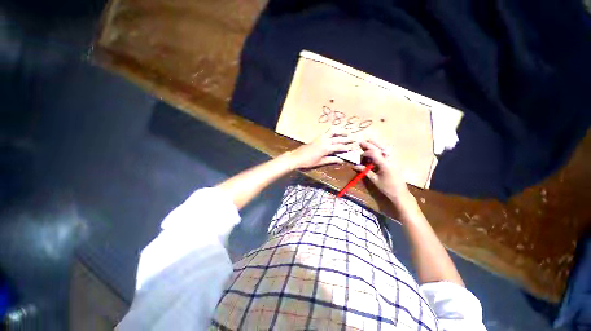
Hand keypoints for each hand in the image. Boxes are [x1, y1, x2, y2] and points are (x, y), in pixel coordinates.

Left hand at [288, 129, 354, 168]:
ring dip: (340, 132)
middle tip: (353, 139)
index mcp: (326, 148)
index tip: (353, 148)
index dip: (346, 148)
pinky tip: (336, 133)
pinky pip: (327, 132)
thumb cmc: (309, 161)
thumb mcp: (321, 162)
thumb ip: (332, 160)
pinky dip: (333, 131)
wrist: (297, 157)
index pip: (339, 147)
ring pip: (332, 132)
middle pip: (337, 138)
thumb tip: (342, 160)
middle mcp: (324, 140)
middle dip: (346, 138)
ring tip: (346, 132)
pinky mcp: (317, 137)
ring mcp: (320, 137)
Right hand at [353, 139, 413, 205]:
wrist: (400, 193)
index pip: (374, 153)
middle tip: (361, 142)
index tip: (360, 157)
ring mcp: (394, 159)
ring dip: (376, 144)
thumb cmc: (387, 188)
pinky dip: (381, 148)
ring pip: (385, 148)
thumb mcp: (374, 180)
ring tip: (369, 141)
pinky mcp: (395, 161)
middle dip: (370, 144)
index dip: (365, 153)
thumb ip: (365, 171)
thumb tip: (355, 166)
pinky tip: (377, 148)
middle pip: (379, 148)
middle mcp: (390, 159)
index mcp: (385, 164)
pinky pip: (388, 152)